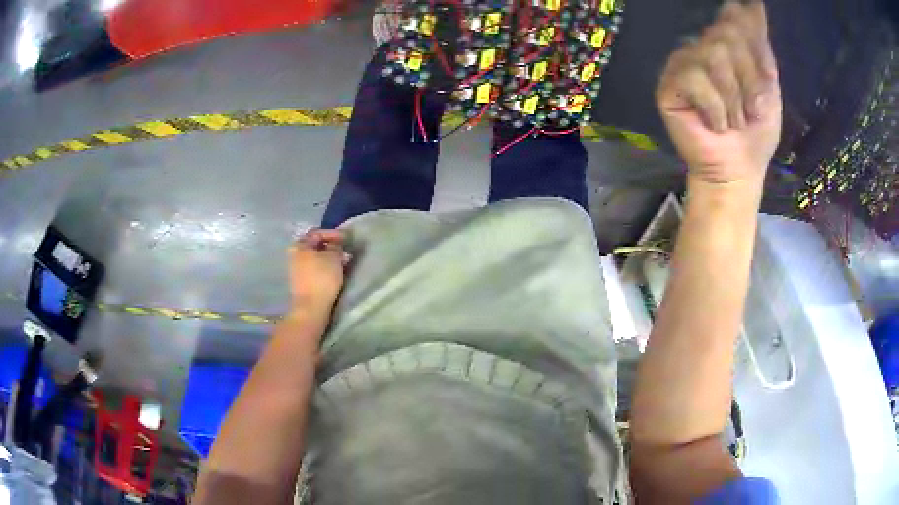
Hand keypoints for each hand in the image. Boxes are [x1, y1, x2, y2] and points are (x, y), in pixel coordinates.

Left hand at [288, 229, 348, 313]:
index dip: (333, 233)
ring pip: (314, 257)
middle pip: (314, 245)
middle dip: (330, 246)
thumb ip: (336, 246)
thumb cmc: (322, 278)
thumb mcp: (334, 257)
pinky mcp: (299, 281)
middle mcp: (294, 254)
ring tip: (341, 261)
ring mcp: (295, 268)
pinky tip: (333, 271)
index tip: (347, 238)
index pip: (317, 232)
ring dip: (327, 257)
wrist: (310, 307)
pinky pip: (313, 268)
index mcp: (299, 244)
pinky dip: (323, 266)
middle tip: (344, 250)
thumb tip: (336, 244)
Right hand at [656, 1, 781, 185]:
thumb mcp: (768, 86)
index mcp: (726, 44)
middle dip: (749, 78)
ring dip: (734, 98)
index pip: (733, 16)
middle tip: (752, 109)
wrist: (739, 169)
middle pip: (726, 34)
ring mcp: (684, 63)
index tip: (766, 63)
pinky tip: (715, 124)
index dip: (751, 36)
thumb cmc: (756, 131)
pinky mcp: (669, 86)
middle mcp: (702, 45)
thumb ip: (761, 46)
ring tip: (734, 121)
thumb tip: (755, 3)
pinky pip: (695, 79)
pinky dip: (715, 108)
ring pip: (713, 56)